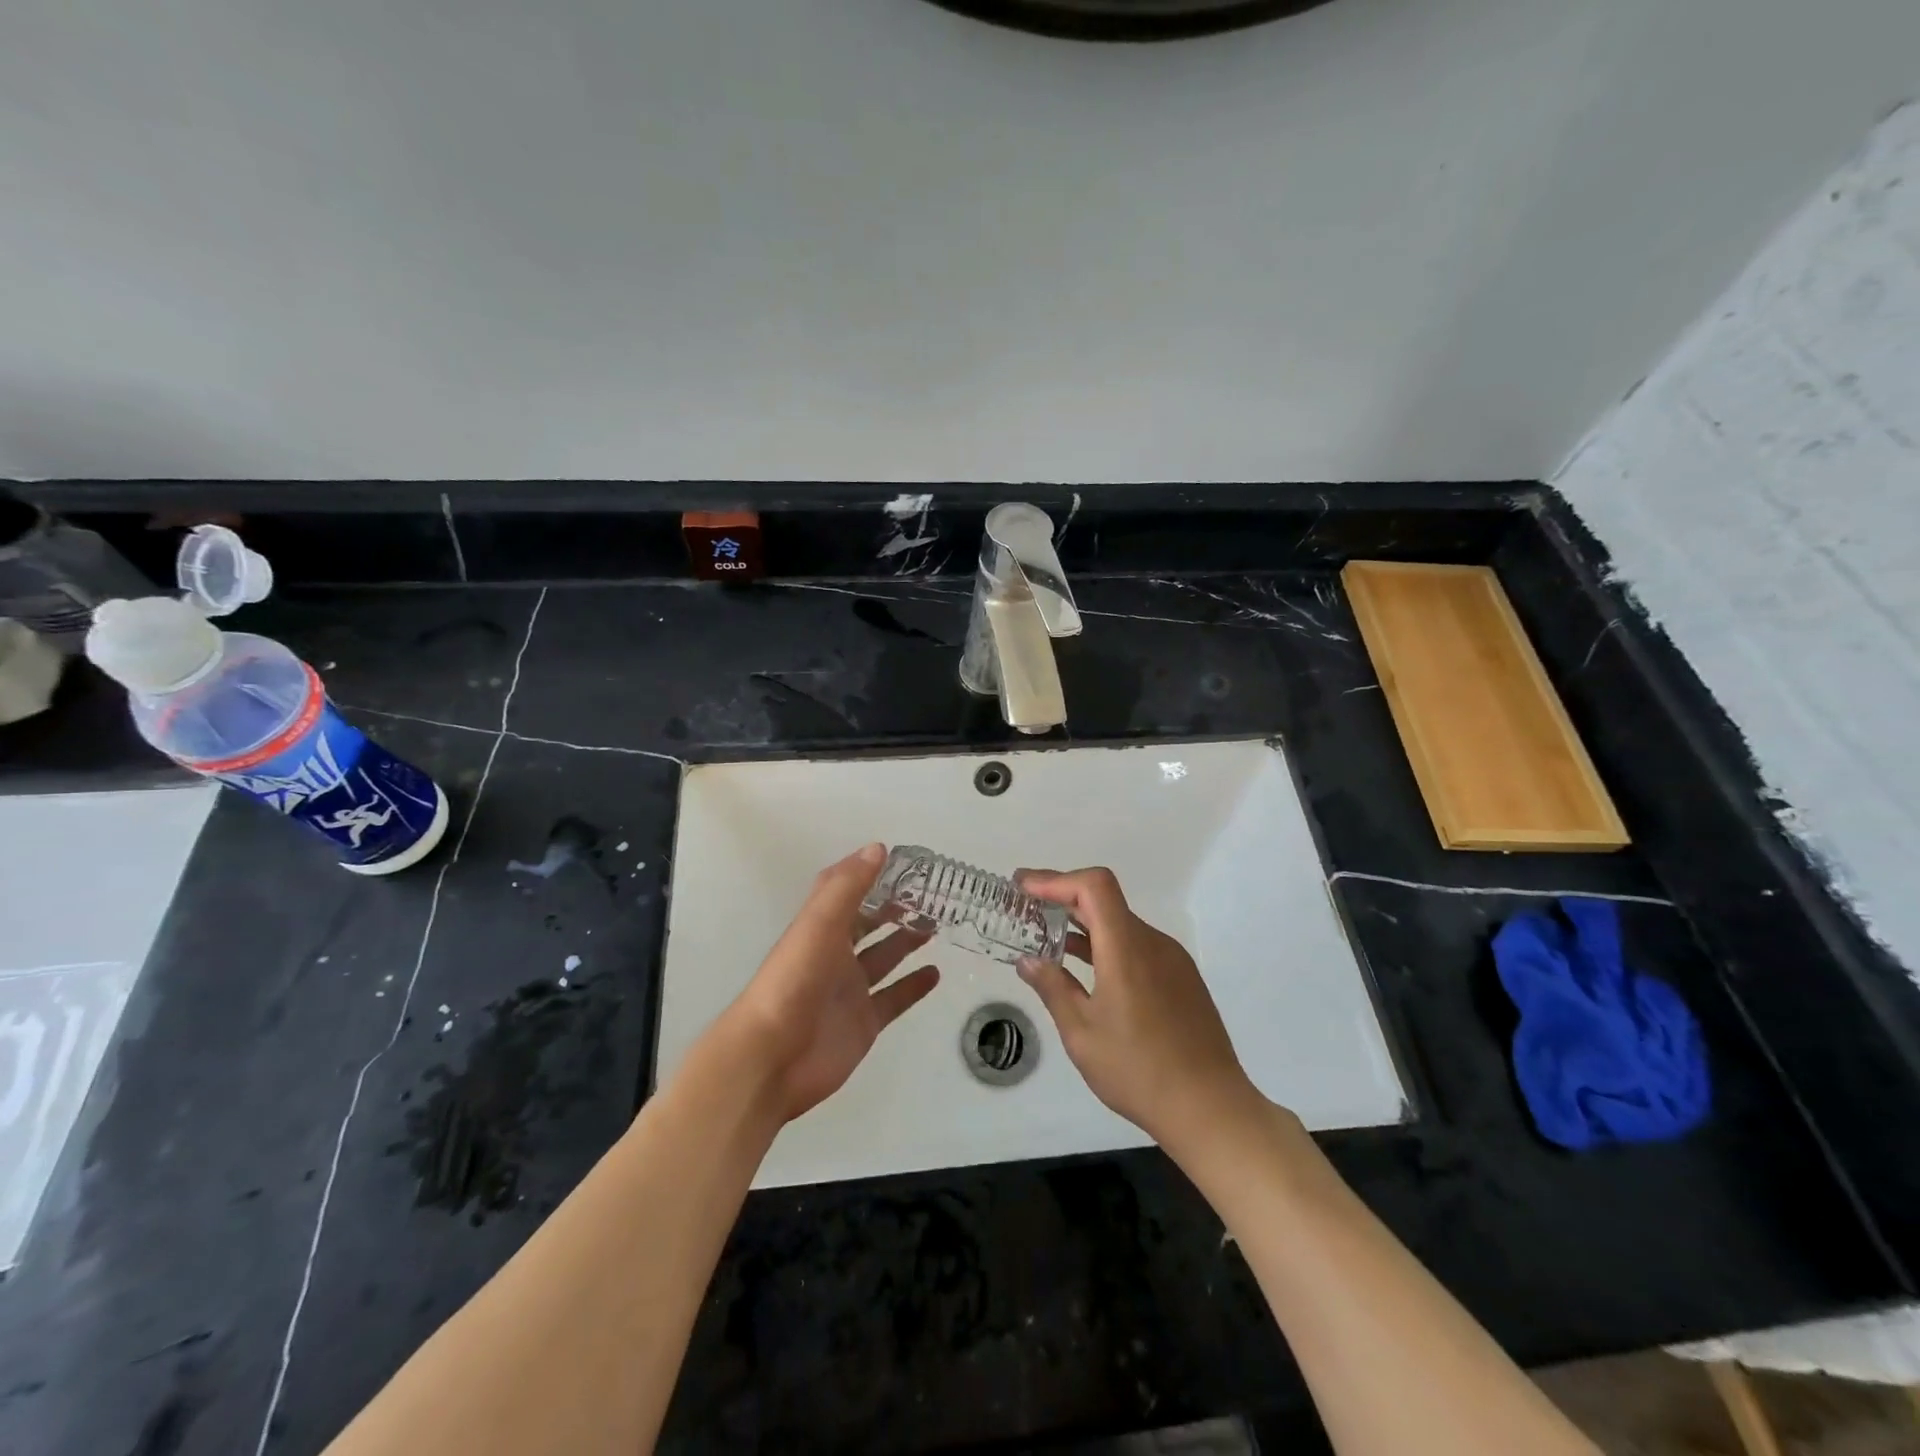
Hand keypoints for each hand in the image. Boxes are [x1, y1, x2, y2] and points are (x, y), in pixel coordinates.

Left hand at [719, 843, 940, 1123]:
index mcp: (821, 929)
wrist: (773, 1058)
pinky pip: (894, 998)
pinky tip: (935, 973)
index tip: (905, 863)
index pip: (846, 893)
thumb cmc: (793, 982)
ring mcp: (850, 991)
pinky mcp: (864, 1023)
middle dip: (894, 908)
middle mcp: (835, 955)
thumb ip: (847, 887)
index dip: (869, 875)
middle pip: (868, 924)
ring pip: (884, 958)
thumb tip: (877, 848)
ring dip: (906, 941)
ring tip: (936, 925)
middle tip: (931, 895)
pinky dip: (913, 986)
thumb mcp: (818, 925)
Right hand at [1015, 867, 1257, 1150]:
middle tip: (1025, 907)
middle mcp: (1152, 942)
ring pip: (1121, 923)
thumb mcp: (1082, 1034)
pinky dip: (1106, 943)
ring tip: (1048, 938)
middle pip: (1104, 899)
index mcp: (1126, 948)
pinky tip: (1087, 968)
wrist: (1211, 1108)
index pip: (1093, 886)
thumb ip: (1053, 989)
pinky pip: (1137, 945)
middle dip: (1062, 897)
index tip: (1023, 888)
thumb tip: (1028, 961)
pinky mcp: (1182, 978)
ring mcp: (1171, 959)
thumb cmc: (1139, 1071)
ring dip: (1083, 923)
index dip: (1055, 879)